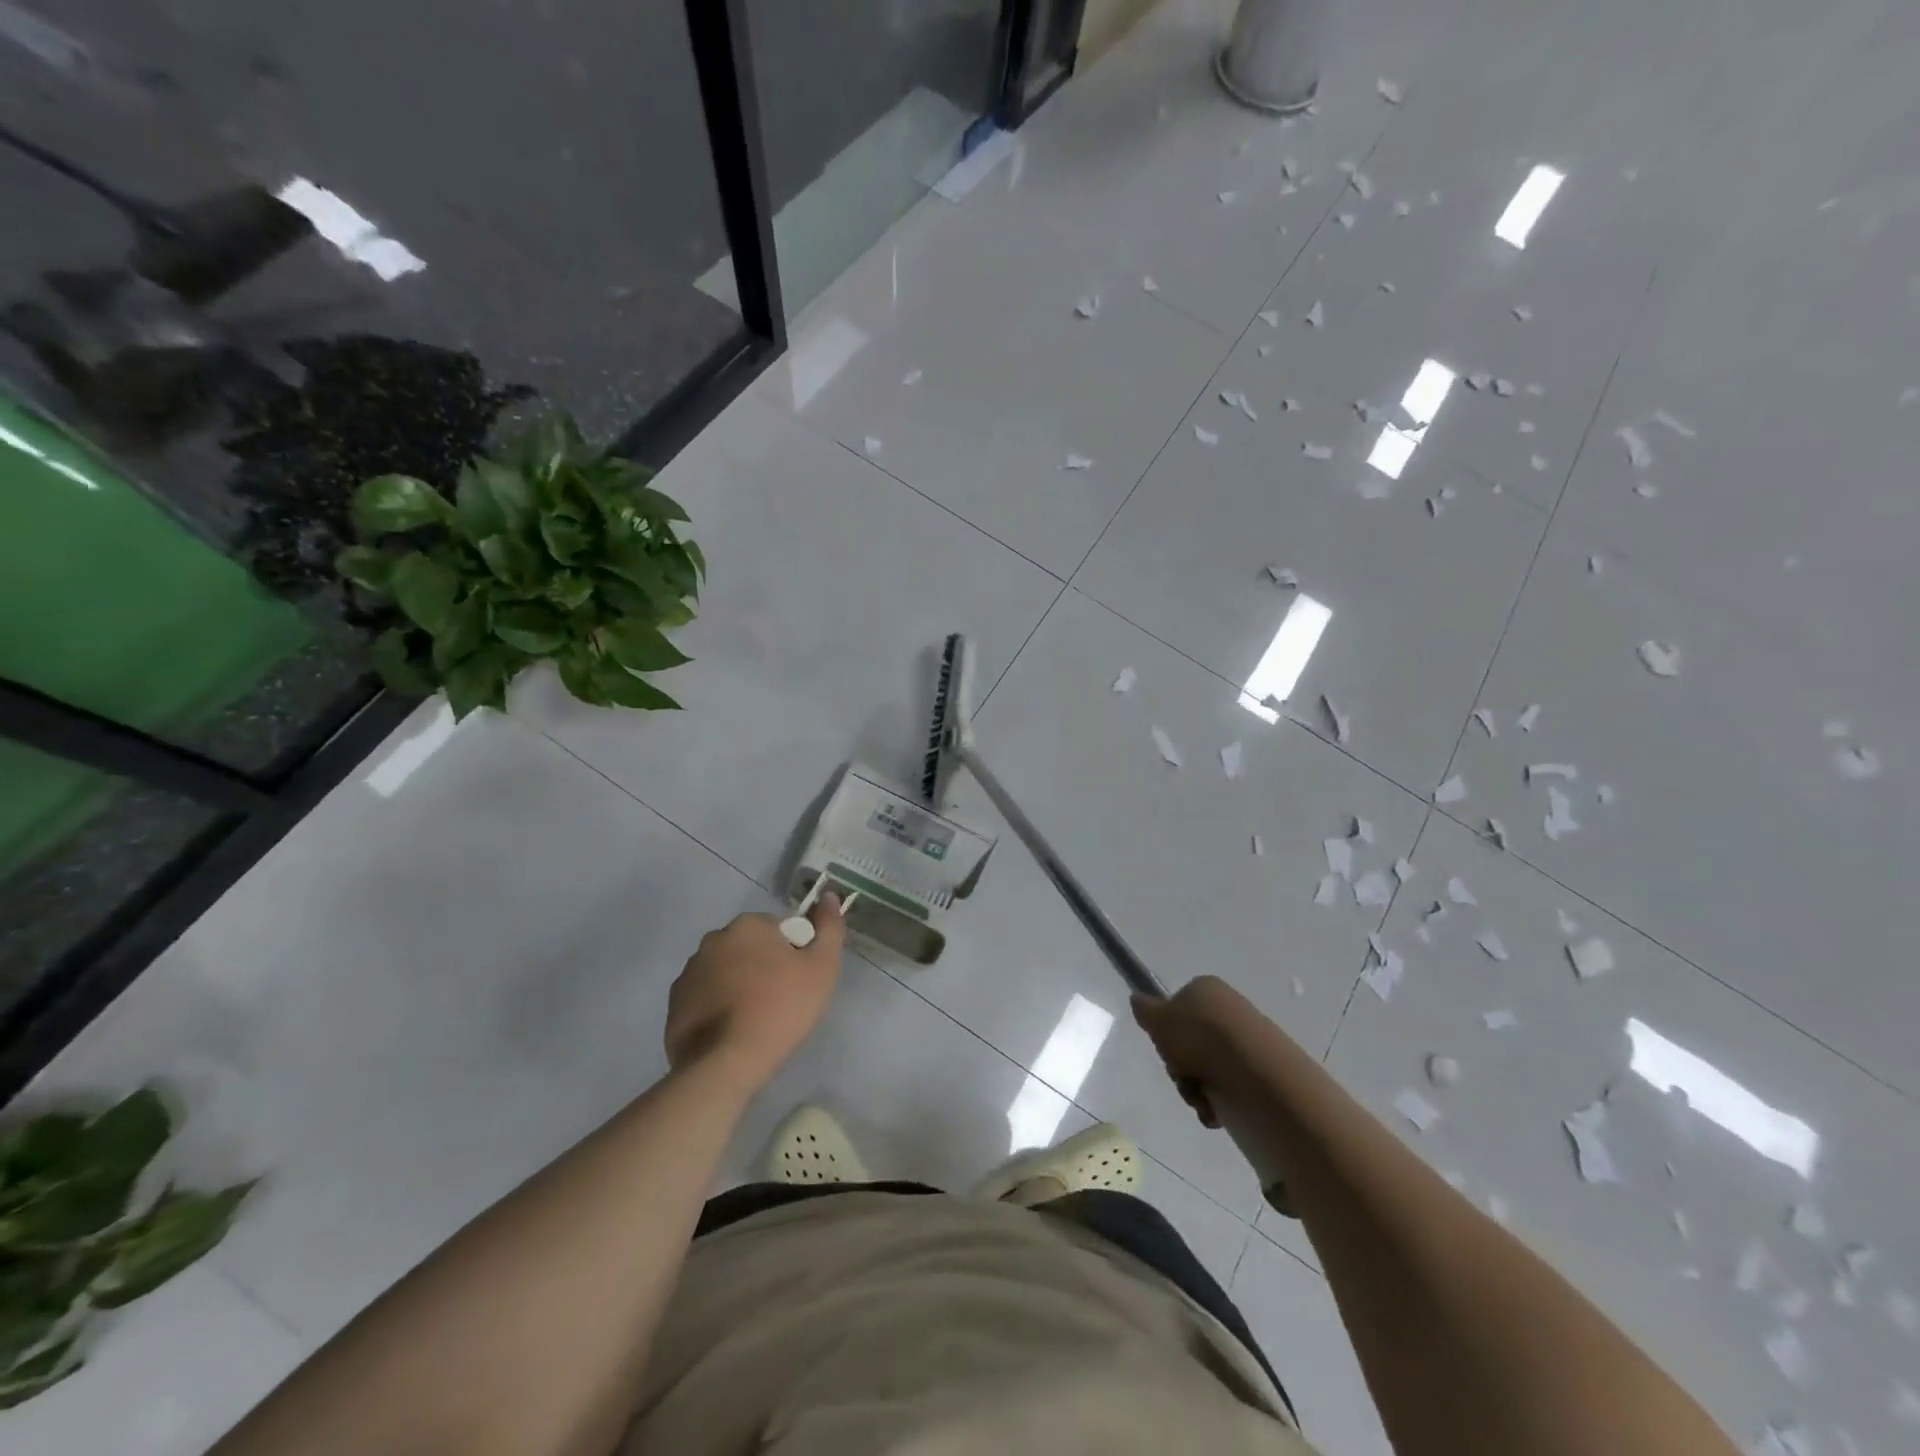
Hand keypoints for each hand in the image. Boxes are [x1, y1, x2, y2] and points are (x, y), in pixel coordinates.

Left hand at [664, 895, 844, 1092]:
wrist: (725, 1063)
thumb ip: (829, 928)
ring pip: (726, 970)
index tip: (799, 981)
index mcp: (748, 925)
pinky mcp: (675, 1002)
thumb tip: (829, 895)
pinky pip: (705, 996)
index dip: (794, 954)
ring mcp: (690, 971)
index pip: (780, 929)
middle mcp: (714, 939)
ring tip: (754, 1019)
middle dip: (764, 966)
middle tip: (780, 1001)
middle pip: (751, 947)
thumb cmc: (780, 1008)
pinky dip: (717, 1006)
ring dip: (739, 984)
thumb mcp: (821, 968)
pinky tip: (730, 1030)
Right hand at [1131, 976, 1262, 1127]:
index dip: (1166, 1031)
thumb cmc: (1198, 1037)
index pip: (1177, 1006)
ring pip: (1208, 1064)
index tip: (1164, 1049)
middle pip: (1191, 1039)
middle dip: (1181, 1065)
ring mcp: (1247, 1035)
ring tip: (1202, 1100)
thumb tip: (1137, 999)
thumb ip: (1145, 1010)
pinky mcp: (1263, 1064)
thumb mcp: (1158, 1020)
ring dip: (1197, 1086)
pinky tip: (1218, 1109)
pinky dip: (1220, 1096)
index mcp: (1205, 988)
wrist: (1253, 1069)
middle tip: (1182, 1077)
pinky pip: (1231, 1081)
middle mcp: (1227, 1006)